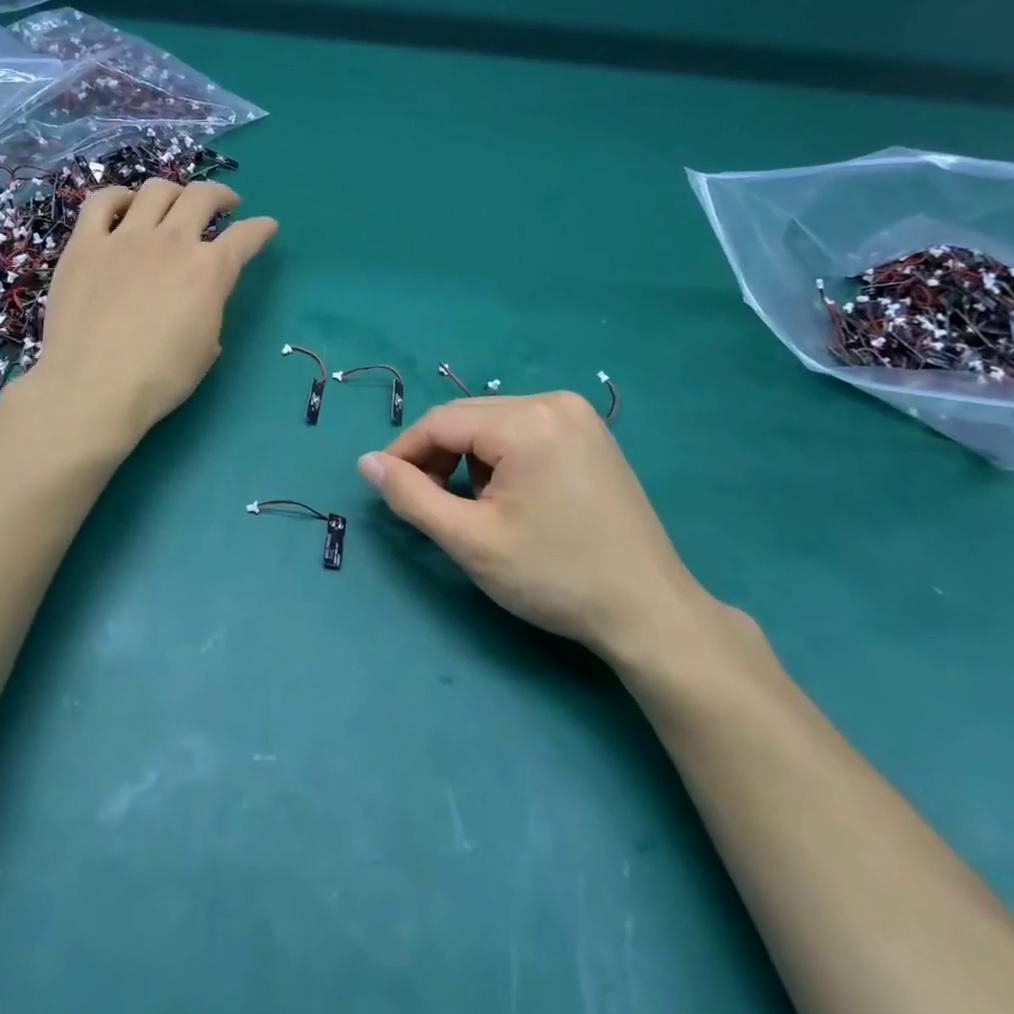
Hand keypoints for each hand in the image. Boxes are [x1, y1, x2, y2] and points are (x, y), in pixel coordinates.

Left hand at [32, 179, 276, 441]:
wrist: (93, 389)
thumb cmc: (159, 379)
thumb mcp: (206, 348)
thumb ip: (210, 311)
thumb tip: (200, 302)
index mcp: (209, 270)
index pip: (245, 236)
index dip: (261, 229)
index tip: (266, 226)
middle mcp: (172, 242)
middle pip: (202, 197)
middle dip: (220, 196)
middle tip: (224, 205)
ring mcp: (125, 238)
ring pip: (156, 190)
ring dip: (173, 192)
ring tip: (173, 203)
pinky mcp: (85, 245)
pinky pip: (101, 203)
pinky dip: (118, 197)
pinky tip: (124, 206)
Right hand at [358, 392, 731, 672]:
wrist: (648, 611)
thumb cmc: (555, 577)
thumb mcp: (471, 541)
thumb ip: (411, 496)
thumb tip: (365, 463)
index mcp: (527, 421)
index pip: (441, 422)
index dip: (404, 452)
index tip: (386, 487)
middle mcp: (554, 402)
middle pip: (468, 417)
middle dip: (437, 455)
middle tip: (426, 502)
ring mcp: (579, 416)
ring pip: (494, 423)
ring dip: (469, 457)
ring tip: (474, 507)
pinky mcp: (592, 434)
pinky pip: (524, 430)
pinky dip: (501, 456)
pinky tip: (510, 496)